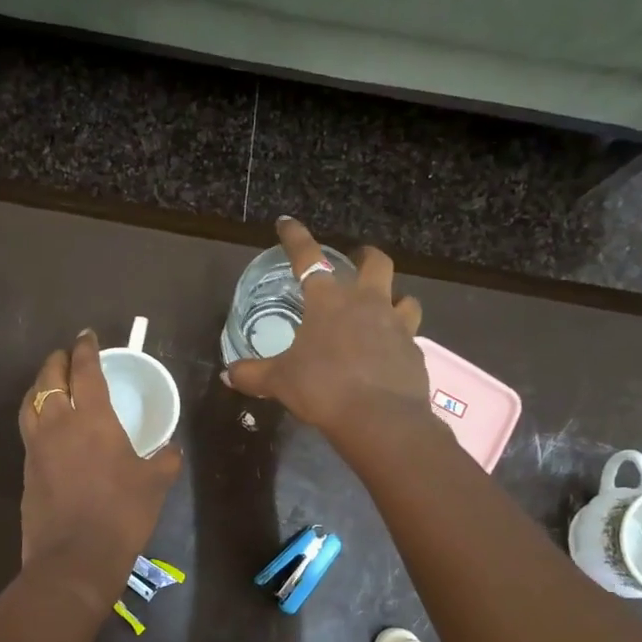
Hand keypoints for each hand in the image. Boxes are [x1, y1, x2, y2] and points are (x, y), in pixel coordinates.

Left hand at [18, 330, 181, 590]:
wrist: (74, 558)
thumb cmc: (121, 513)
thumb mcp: (155, 483)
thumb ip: (166, 459)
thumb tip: (172, 448)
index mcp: (92, 418)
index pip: (85, 370)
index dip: (86, 349)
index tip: (87, 336)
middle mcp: (58, 423)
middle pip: (49, 378)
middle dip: (58, 360)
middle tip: (68, 355)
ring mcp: (37, 446)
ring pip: (31, 401)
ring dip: (40, 384)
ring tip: (51, 382)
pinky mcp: (26, 469)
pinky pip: (29, 428)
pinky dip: (36, 413)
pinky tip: (47, 424)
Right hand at [225, 217, 429, 440]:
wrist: (380, 419)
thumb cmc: (323, 388)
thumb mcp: (279, 382)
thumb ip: (253, 374)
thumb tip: (227, 375)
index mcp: (329, 301)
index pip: (308, 257)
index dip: (295, 237)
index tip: (286, 222)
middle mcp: (367, 303)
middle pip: (376, 263)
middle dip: (366, 256)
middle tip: (358, 261)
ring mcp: (397, 325)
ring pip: (405, 297)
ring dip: (394, 297)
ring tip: (384, 308)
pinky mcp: (414, 351)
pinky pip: (410, 335)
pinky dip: (399, 338)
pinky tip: (389, 353)